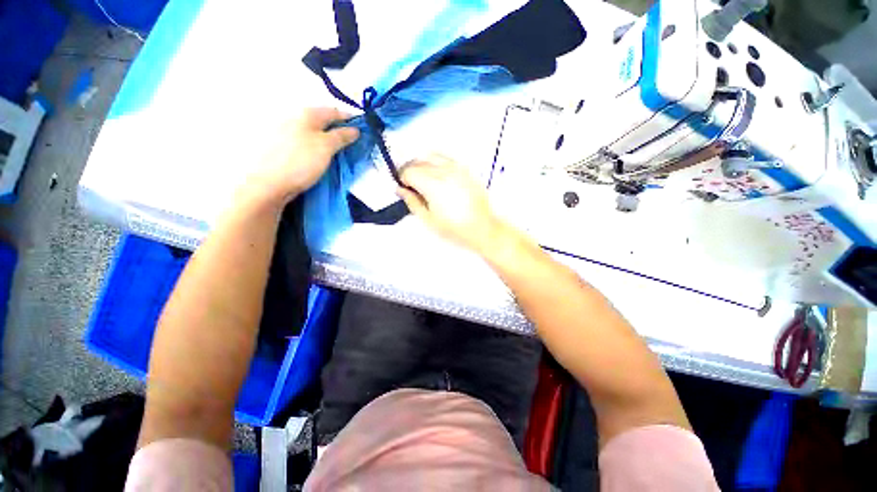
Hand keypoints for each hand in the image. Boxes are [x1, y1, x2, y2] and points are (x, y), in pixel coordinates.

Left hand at [243, 108, 359, 205]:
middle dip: (339, 129)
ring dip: (329, 139)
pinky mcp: (283, 147)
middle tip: (352, 143)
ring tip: (339, 152)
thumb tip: (355, 129)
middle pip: (323, 120)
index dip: (350, 119)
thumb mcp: (326, 147)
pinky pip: (307, 141)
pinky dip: (318, 146)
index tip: (363, 130)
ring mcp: (287, 132)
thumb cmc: (300, 162)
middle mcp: (295, 118)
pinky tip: (322, 157)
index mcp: (307, 114)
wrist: (269, 183)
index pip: (334, 111)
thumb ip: (341, 136)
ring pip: (315, 131)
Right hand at [397, 155, 508, 254]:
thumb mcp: (428, 220)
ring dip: (423, 164)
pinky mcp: (466, 169)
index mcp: (433, 183)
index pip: (409, 171)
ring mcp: (457, 167)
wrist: (483, 228)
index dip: (402, 180)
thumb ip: (412, 202)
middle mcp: (444, 170)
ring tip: (424, 180)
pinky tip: (439, 177)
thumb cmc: (454, 228)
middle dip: (410, 171)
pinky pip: (446, 158)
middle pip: (418, 160)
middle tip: (411, 186)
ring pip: (432, 156)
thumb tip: (400, 189)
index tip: (403, 189)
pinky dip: (436, 163)